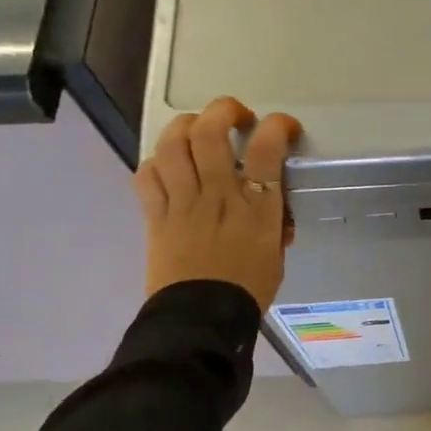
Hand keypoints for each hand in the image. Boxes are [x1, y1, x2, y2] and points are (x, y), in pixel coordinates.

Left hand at [137, 97, 302, 311]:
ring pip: (173, 144)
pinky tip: (167, 166)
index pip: (267, 148)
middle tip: (235, 116)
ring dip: (185, 126)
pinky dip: (156, 162)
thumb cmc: (248, 291)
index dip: (277, 126)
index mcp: (256, 207)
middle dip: (223, 110)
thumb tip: (271, 206)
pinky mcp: (156, 215)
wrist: (202, 320)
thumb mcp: (276, 254)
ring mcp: (183, 202)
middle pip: (211, 131)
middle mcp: (218, 195)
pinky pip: (147, 174)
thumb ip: (273, 222)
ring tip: (196, 130)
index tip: (283, 127)